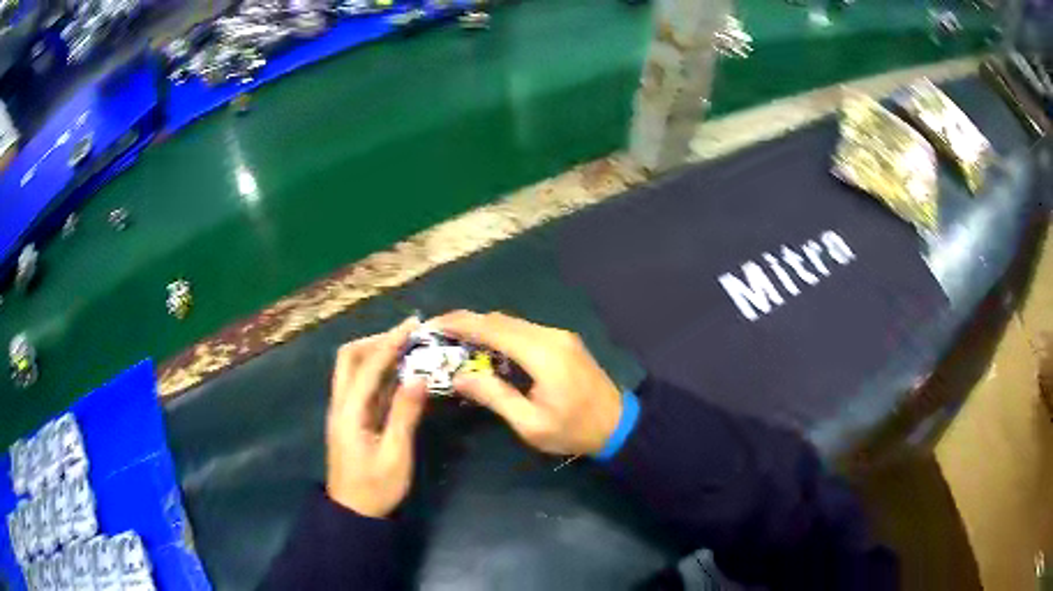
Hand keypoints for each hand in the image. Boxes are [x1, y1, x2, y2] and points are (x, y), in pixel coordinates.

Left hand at [326, 318, 427, 517]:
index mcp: (349, 412)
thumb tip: (419, 377)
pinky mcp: (350, 419)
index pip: (367, 366)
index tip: (412, 326)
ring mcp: (343, 411)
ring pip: (352, 369)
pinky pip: (361, 385)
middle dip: (376, 340)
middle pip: (349, 358)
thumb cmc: (376, 488)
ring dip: (375, 352)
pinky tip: (398, 372)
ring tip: (406, 347)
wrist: (353, 513)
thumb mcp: (395, 455)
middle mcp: (340, 404)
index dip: (389, 342)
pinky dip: (377, 371)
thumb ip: (405, 415)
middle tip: (407, 335)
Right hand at [432, 311, 621, 456]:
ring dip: (483, 328)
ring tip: (456, 341)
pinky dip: (500, 334)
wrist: (618, 424)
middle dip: (467, 323)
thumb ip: (494, 396)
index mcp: (543, 355)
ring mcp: (559, 336)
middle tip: (439, 335)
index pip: (493, 329)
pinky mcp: (563, 341)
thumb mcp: (530, 424)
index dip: (460, 324)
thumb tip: (459, 376)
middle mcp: (551, 336)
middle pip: (501, 320)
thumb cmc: (573, 431)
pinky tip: (487, 348)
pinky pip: (524, 330)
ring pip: (512, 323)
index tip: (433, 325)